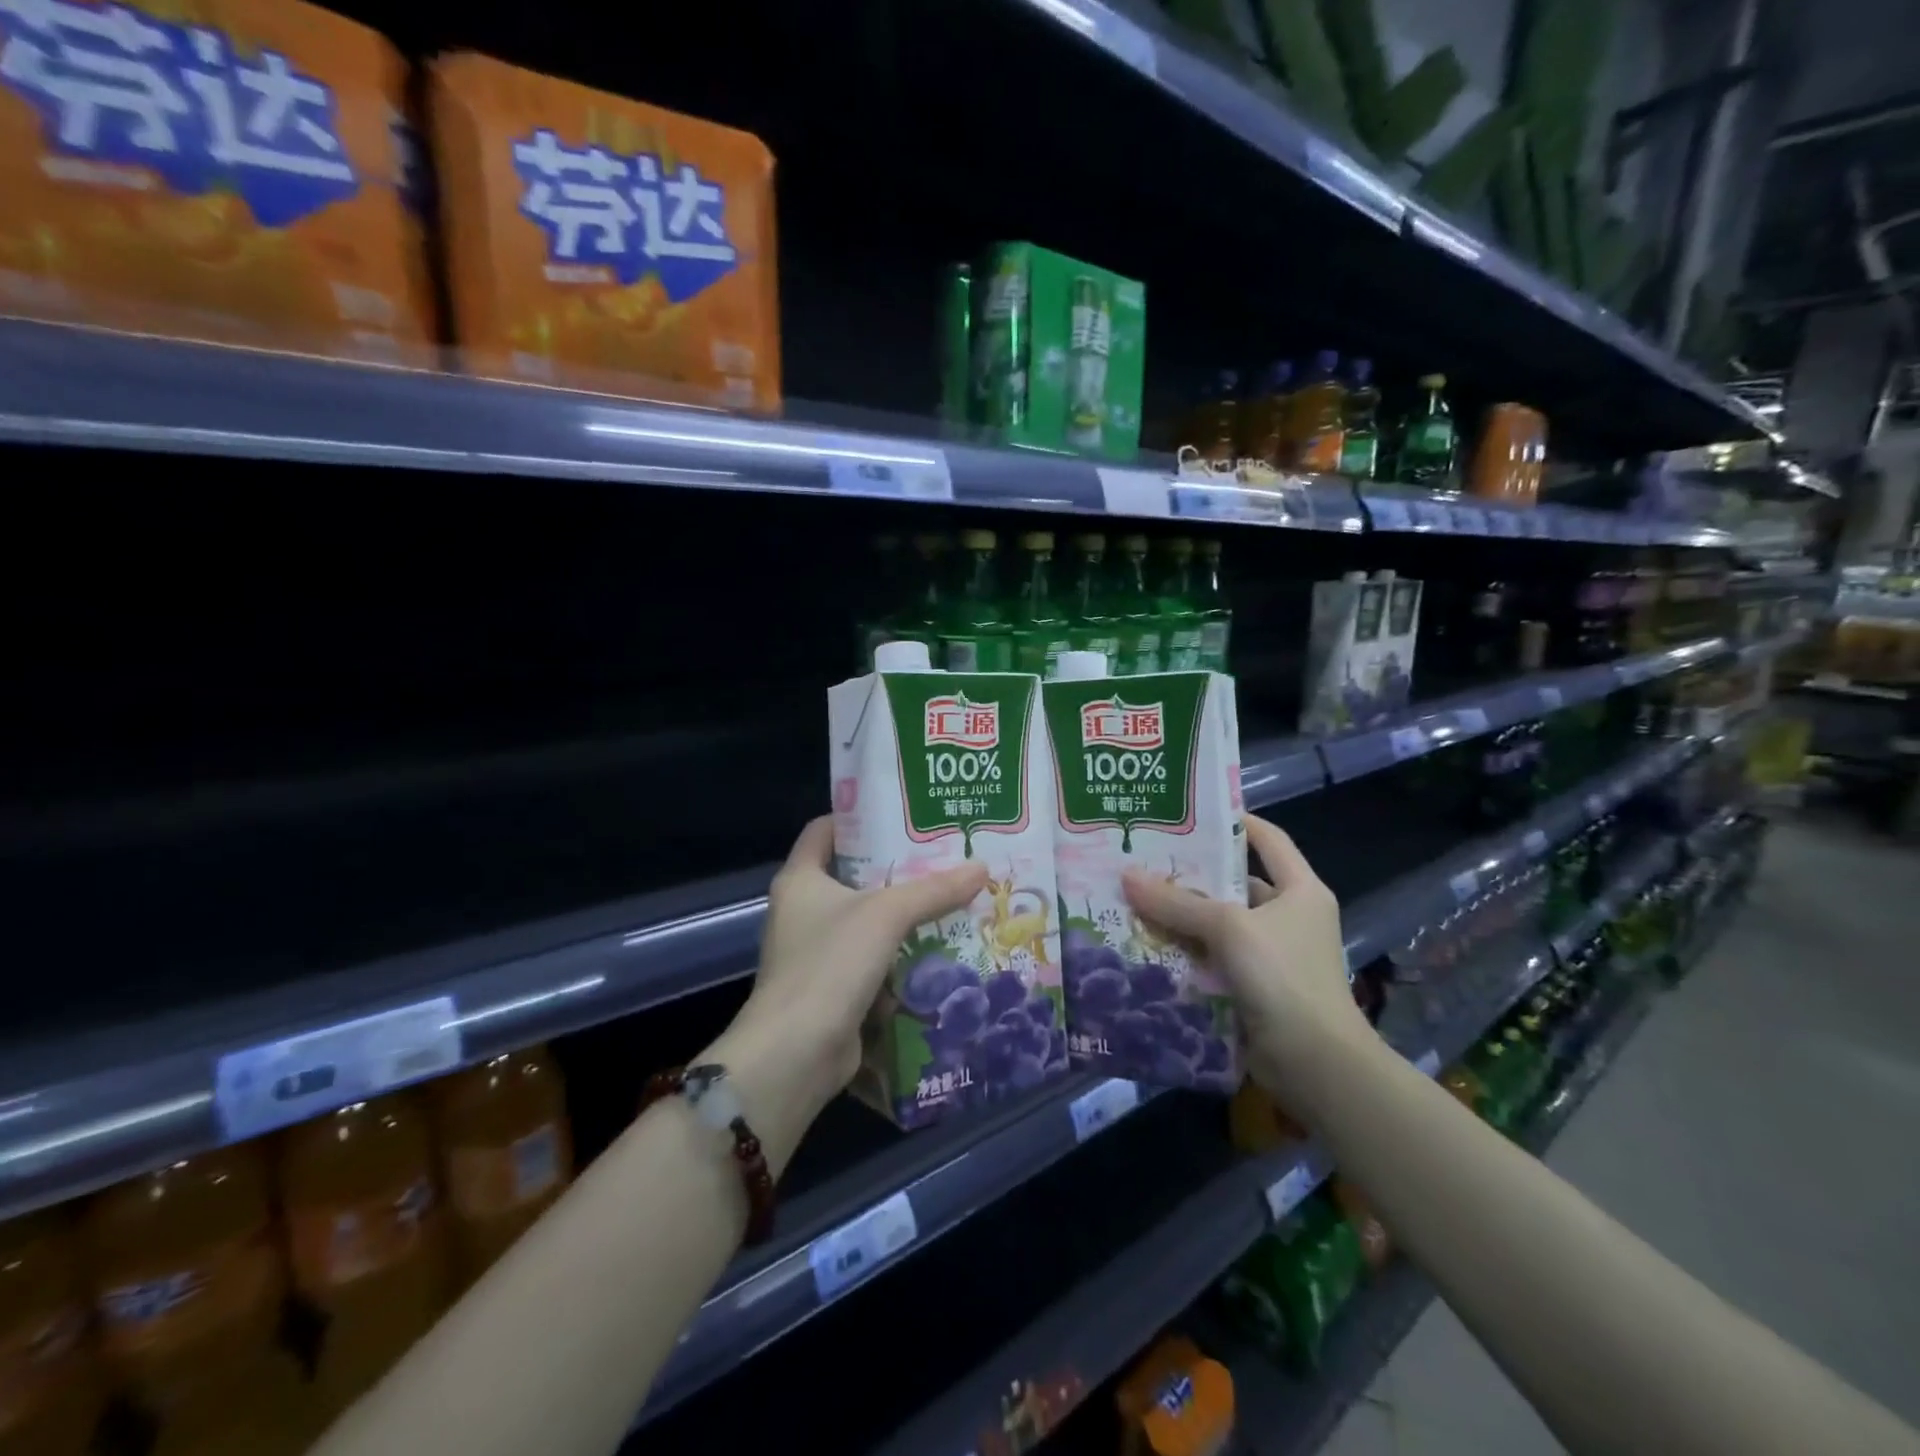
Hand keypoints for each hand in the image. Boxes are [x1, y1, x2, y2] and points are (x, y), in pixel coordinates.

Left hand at [706, 818, 985, 1166]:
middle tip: (943, 854)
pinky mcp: (832, 987)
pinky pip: (871, 957)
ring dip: (903, 912)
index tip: (904, 812)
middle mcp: (801, 910)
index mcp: (800, 879)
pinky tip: (939, 946)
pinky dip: (900, 952)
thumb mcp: (886, 915)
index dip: (860, 816)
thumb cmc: (830, 964)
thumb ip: (933, 890)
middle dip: (896, 867)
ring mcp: (815, 951)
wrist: (795, 1054)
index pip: (826, 829)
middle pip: (852, 874)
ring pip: (866, 919)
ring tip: (950, 895)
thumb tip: (981, 867)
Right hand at [1121, 814, 1374, 1109]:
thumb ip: (1177, 903)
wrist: (1316, 1064)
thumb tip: (1126, 876)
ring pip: (1218, 924)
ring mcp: (1271, 955)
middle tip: (1144, 859)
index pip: (1267, 839)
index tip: (1188, 812)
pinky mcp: (1253, 987)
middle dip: (1190, 875)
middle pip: (1234, 883)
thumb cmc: (1283, 977)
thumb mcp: (1228, 928)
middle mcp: (1288, 916)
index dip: (1233, 821)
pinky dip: (1184, 952)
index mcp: (1300, 890)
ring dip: (1182, 917)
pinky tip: (1147, 943)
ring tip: (1135, 898)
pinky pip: (1212, 958)